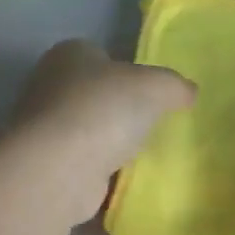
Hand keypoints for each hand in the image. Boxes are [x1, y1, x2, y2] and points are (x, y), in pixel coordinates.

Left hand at [8, 40, 195, 222]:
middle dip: (119, 108)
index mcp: (70, 54)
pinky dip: (101, 171)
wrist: (59, 168)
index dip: (127, 70)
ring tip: (144, 154)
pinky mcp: (47, 164)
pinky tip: (125, 180)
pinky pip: (83, 163)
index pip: (101, 54)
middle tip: (153, 124)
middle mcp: (49, 85)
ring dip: (110, 142)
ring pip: (88, 130)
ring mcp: (45, 128)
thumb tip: (189, 92)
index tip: (151, 92)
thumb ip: (176, 86)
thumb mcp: (156, 86)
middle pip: (94, 94)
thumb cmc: (104, 110)